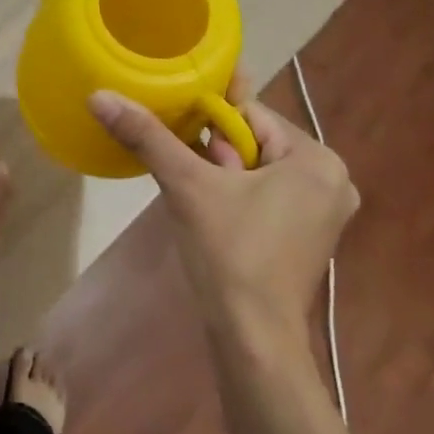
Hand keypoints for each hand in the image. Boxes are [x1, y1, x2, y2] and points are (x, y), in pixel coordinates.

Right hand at [89, 75, 357, 360]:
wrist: (253, 337)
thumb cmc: (229, 253)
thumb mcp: (187, 187)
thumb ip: (147, 137)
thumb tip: (100, 96)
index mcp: (318, 159)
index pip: (252, 114)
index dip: (209, 122)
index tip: (179, 140)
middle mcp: (334, 180)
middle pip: (256, 143)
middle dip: (217, 156)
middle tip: (192, 184)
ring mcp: (325, 213)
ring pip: (259, 171)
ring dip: (223, 177)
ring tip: (199, 203)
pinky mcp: (310, 238)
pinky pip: (268, 198)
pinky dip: (238, 198)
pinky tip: (215, 218)